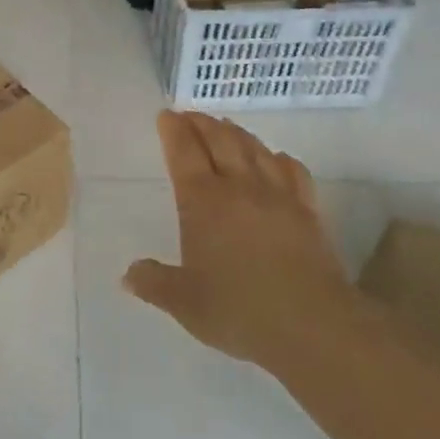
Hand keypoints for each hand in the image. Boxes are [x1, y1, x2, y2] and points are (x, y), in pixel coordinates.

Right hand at [124, 112, 357, 373]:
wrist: (310, 323)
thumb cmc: (239, 310)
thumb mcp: (184, 303)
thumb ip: (154, 283)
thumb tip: (128, 275)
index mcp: (203, 201)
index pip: (184, 152)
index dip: (174, 131)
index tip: (167, 115)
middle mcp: (239, 186)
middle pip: (220, 140)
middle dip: (202, 123)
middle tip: (191, 115)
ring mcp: (277, 194)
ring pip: (254, 148)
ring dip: (236, 133)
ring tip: (225, 126)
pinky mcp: (307, 209)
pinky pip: (292, 170)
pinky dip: (279, 158)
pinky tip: (276, 158)